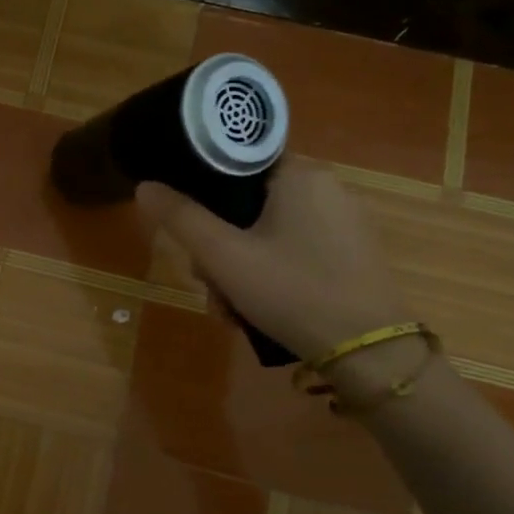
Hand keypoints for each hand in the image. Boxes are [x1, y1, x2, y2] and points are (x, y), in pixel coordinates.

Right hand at [136, 157, 410, 361]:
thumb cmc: (292, 291)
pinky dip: (270, 274)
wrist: (368, 352)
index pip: (238, 161)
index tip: (191, 227)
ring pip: (268, 233)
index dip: (204, 191)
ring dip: (239, 268)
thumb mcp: (223, 256)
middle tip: (207, 282)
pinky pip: (295, 251)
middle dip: (219, 247)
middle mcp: (328, 188)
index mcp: (300, 174)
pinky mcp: (352, 254)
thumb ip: (181, 218)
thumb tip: (145, 186)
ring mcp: (345, 223)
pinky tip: (257, 310)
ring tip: (230, 309)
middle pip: (249, 204)